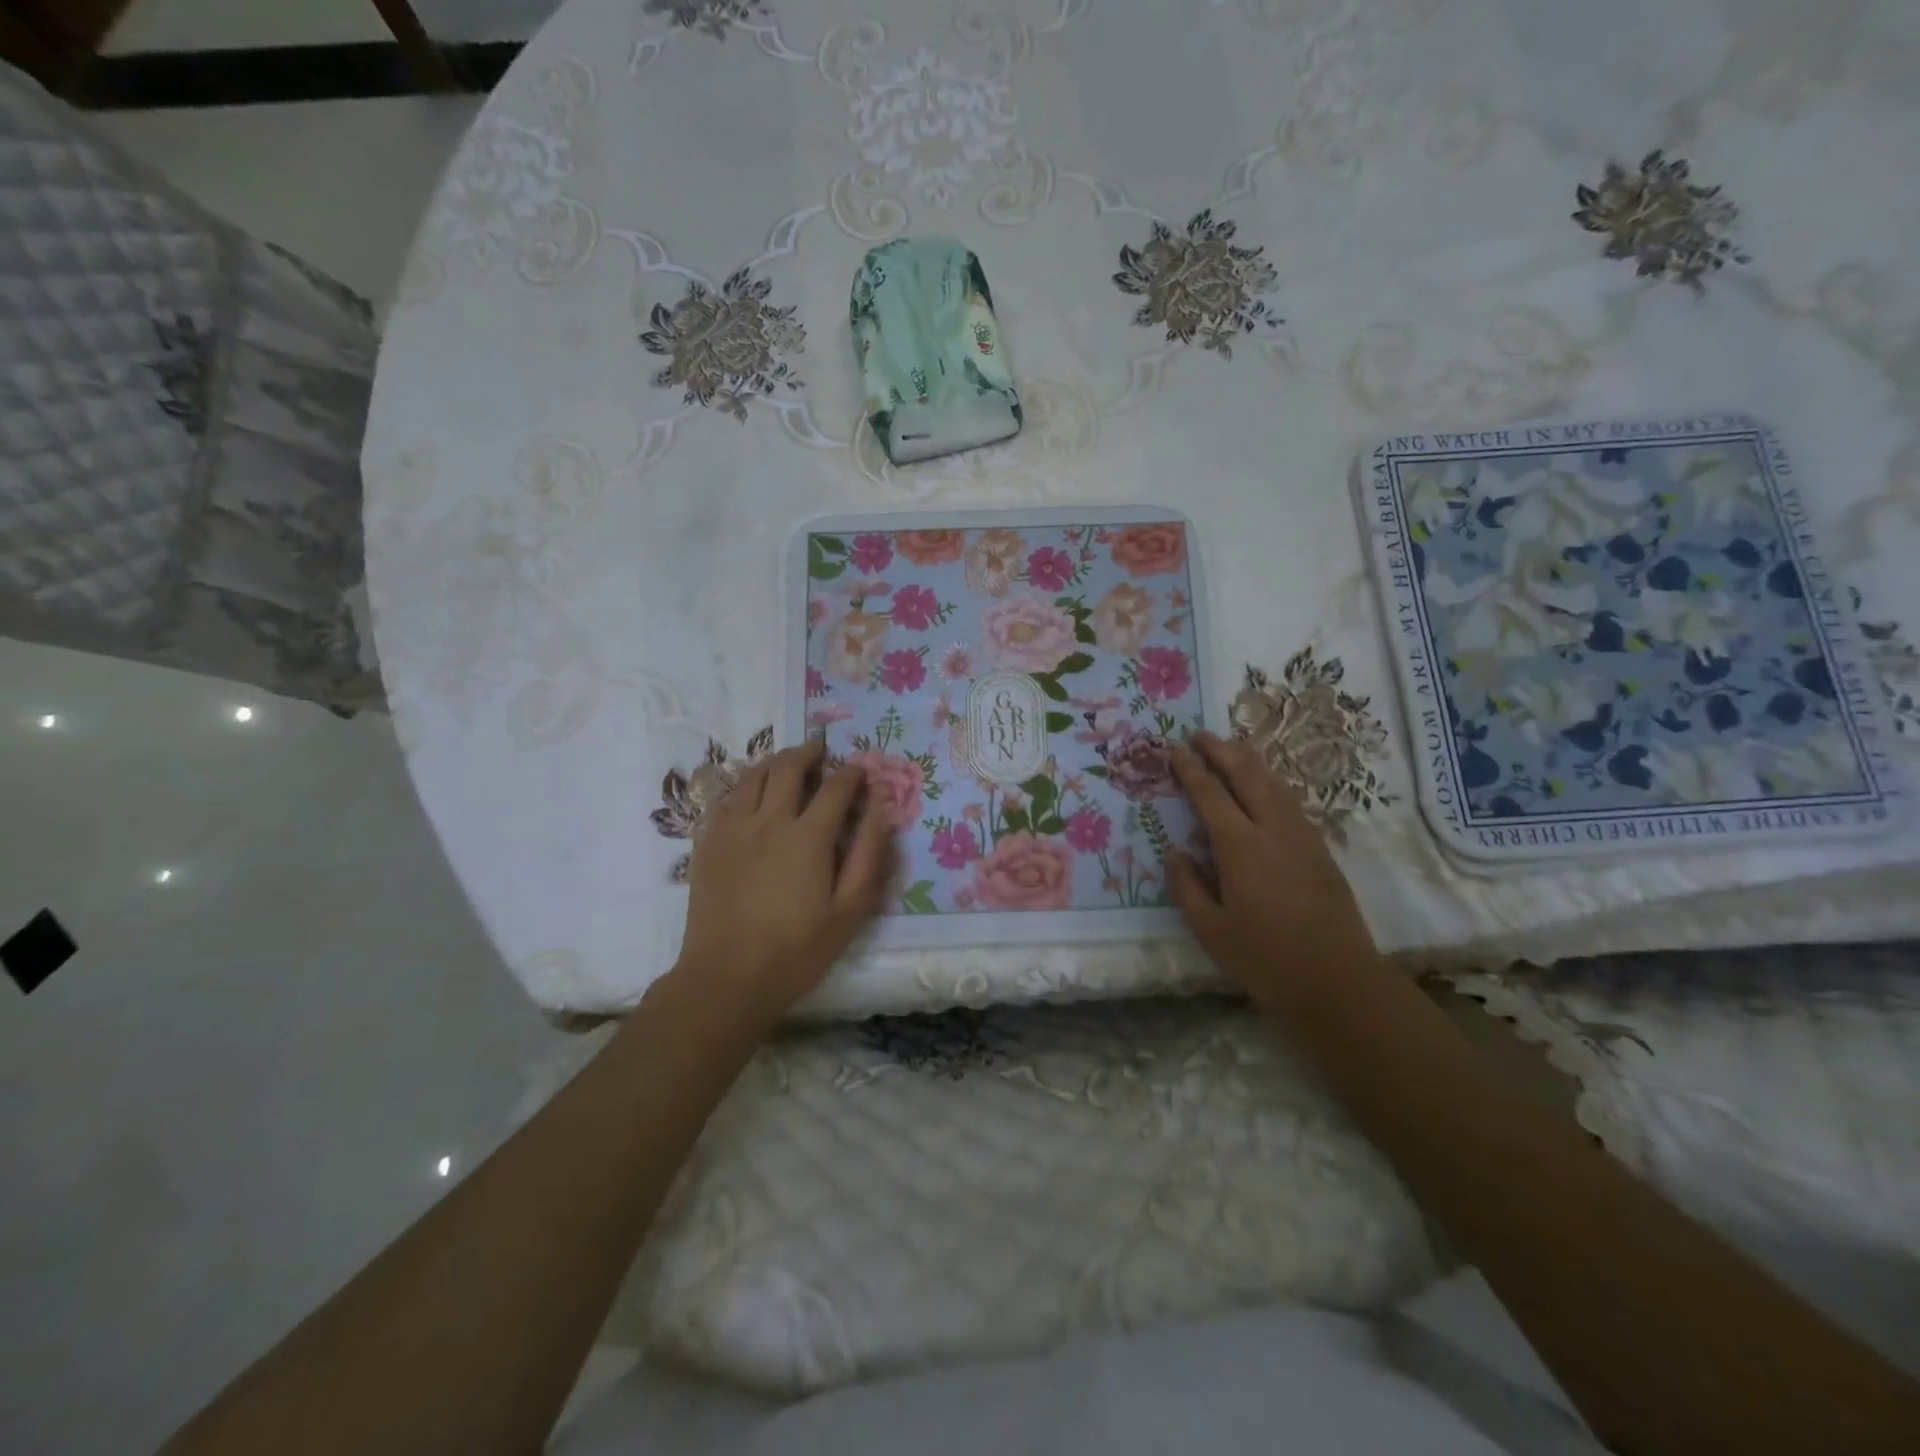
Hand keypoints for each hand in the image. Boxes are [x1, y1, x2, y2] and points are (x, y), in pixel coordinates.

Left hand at [675, 739, 895, 1022]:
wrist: (726, 979)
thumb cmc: (796, 950)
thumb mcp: (848, 911)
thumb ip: (868, 855)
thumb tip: (881, 810)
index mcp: (808, 836)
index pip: (835, 787)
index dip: (852, 773)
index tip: (860, 770)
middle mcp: (768, 820)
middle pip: (789, 767)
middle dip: (809, 753)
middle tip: (821, 751)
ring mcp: (732, 829)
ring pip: (752, 776)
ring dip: (775, 762)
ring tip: (787, 763)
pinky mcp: (707, 843)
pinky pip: (726, 798)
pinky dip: (745, 786)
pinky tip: (751, 795)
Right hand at [1167, 731, 1380, 1008]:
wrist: (1337, 980)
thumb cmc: (1264, 958)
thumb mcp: (1209, 930)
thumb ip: (1186, 886)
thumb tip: (1175, 851)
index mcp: (1240, 846)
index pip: (1210, 794)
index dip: (1190, 769)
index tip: (1174, 749)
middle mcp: (1273, 829)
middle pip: (1246, 775)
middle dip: (1221, 750)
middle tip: (1199, 735)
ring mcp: (1302, 836)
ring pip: (1274, 782)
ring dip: (1249, 759)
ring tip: (1230, 746)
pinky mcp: (1320, 848)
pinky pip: (1291, 799)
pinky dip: (1272, 780)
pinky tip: (1266, 783)